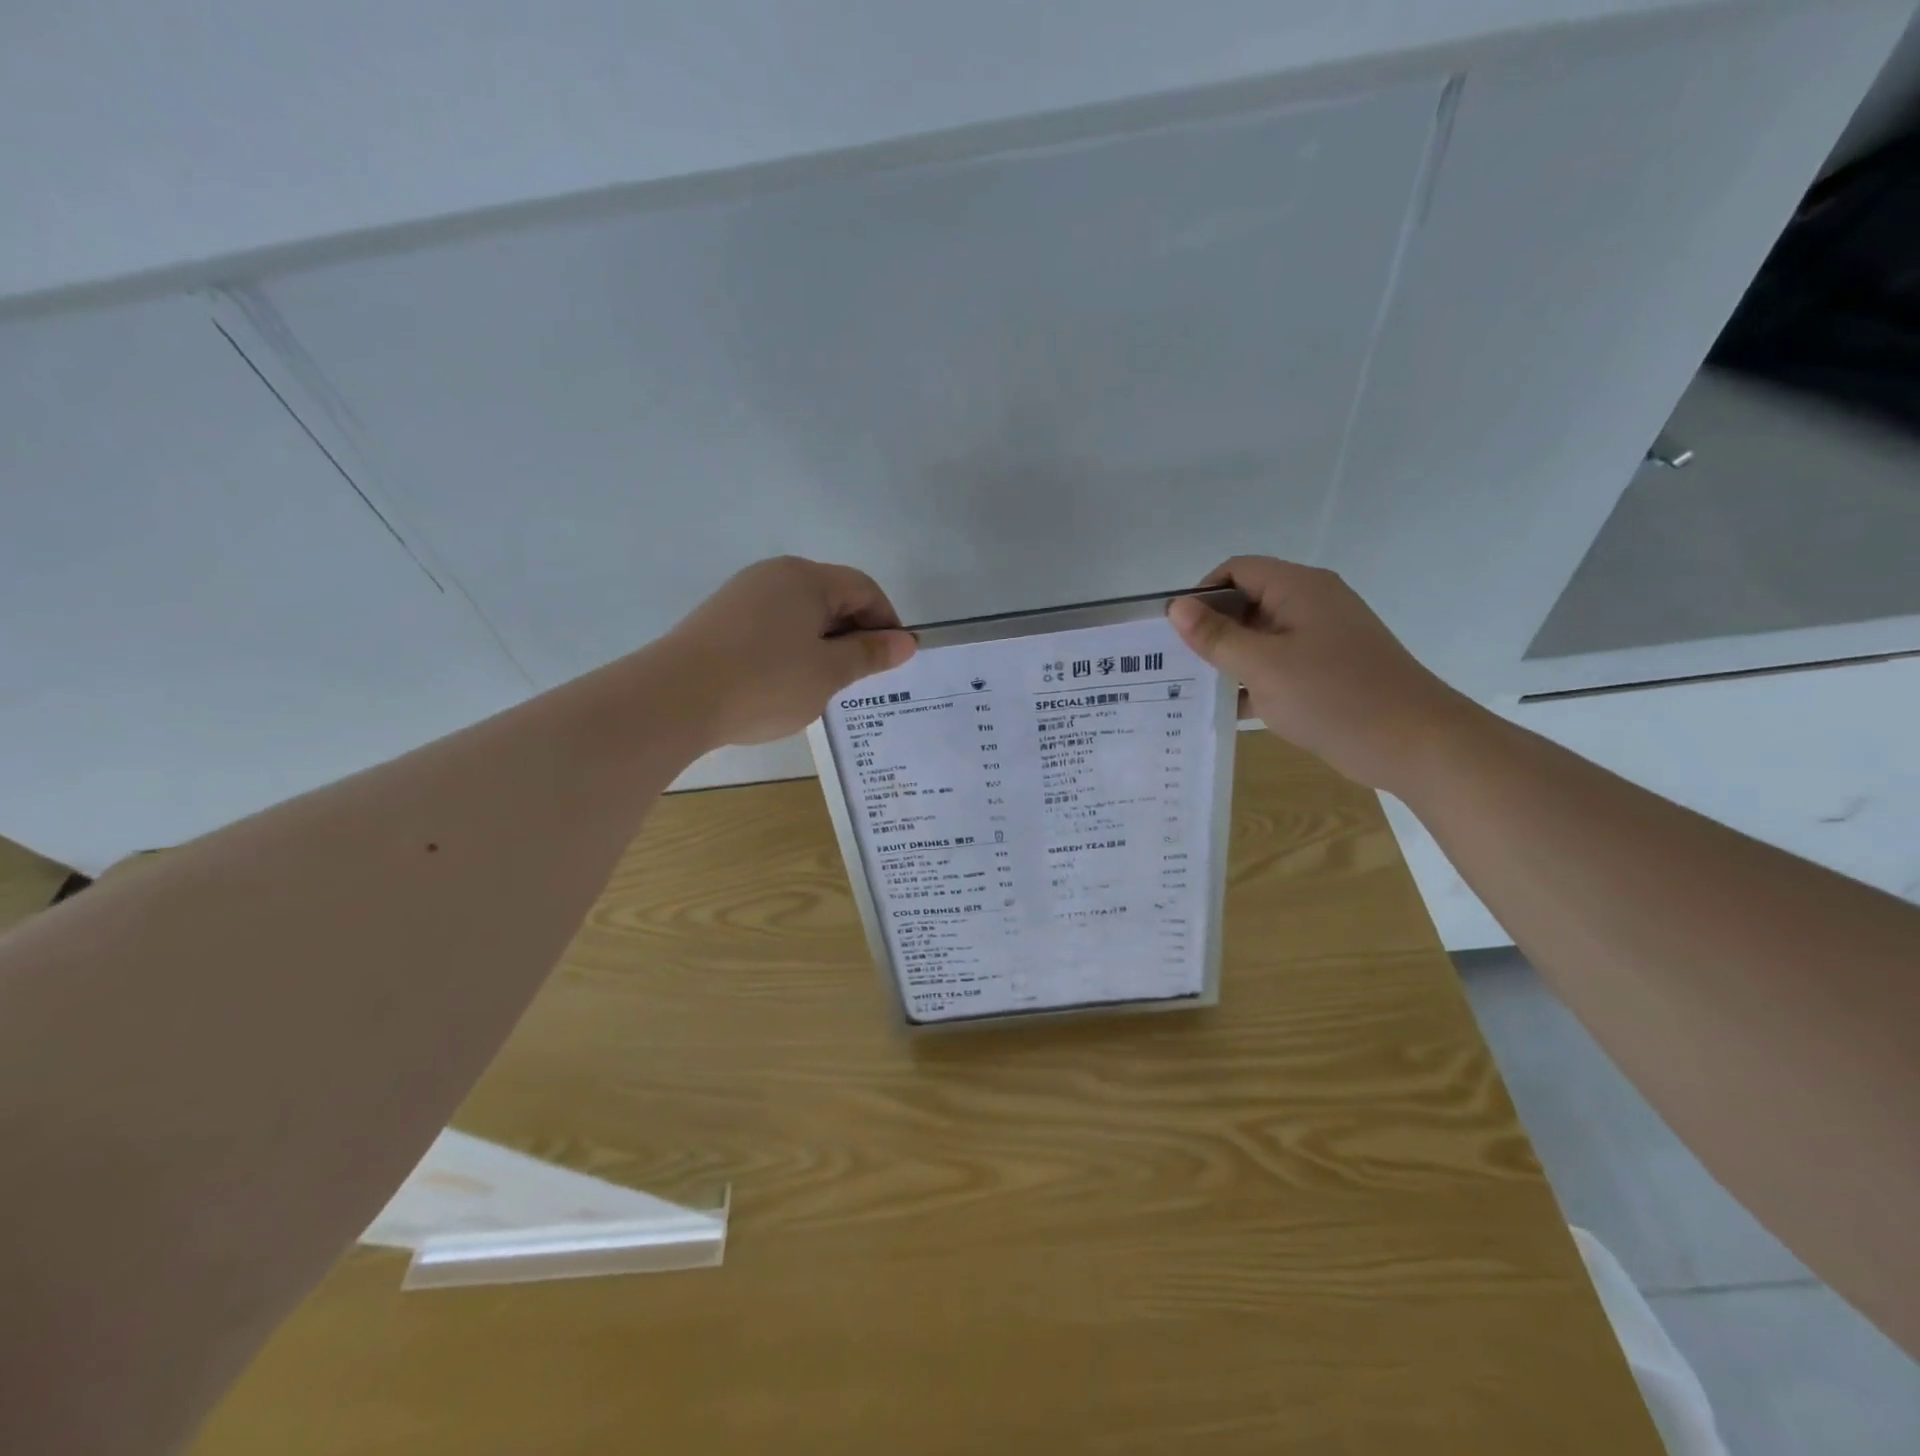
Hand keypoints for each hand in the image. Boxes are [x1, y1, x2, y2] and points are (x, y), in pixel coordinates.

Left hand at [661, 556, 916, 747]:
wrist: (674, 699)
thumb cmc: (765, 682)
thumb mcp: (828, 673)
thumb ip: (870, 654)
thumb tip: (906, 641)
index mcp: (806, 578)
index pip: (864, 589)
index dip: (887, 623)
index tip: (893, 662)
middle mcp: (774, 575)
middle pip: (831, 597)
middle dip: (853, 635)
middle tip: (859, 680)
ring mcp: (742, 595)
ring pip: (800, 615)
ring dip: (822, 645)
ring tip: (822, 686)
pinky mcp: (720, 619)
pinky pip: (772, 627)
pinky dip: (790, 650)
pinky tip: (783, 683)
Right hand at [1168, 557, 1475, 793]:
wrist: (1415, 743)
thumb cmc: (1334, 696)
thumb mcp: (1263, 666)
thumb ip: (1216, 636)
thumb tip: (1176, 606)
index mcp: (1299, 588)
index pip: (1236, 570)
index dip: (1201, 593)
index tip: (1174, 631)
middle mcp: (1311, 605)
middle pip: (1247, 603)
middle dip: (1210, 631)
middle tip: (1173, 664)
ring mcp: (1322, 640)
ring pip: (1261, 639)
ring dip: (1229, 660)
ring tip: (1189, 689)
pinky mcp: (1328, 672)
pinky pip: (1278, 666)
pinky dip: (1252, 682)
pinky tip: (1225, 710)